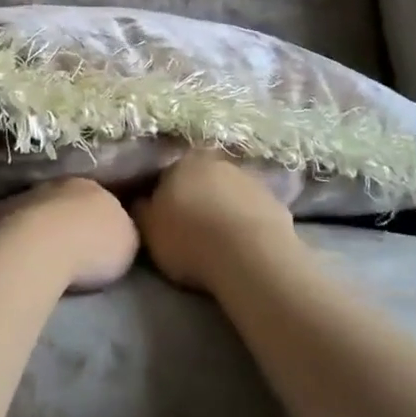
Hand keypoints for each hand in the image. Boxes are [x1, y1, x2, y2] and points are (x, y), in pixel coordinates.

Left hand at [0, 178, 139, 291]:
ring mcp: (26, 195)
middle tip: (71, 249)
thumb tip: (115, 232)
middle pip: (67, 200)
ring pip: (38, 209)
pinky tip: (19, 257)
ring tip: (43, 256)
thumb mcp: (128, 242)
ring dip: (41, 226)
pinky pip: (12, 223)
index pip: (101, 198)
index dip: (100, 220)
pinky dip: (16, 236)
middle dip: (69, 220)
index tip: (99, 242)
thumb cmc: (92, 247)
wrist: (40, 246)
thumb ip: (123, 231)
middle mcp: (59, 184)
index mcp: (93, 187)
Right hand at [134, 150, 299, 292]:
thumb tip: (139, 199)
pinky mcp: (276, 201)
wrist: (250, 256)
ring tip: (219, 238)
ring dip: (223, 207)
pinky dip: (247, 222)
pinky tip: (243, 244)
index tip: (163, 215)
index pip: (167, 172)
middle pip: (201, 177)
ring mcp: (250, 178)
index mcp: (182, 161)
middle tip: (191, 225)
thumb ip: (141, 210)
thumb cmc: (189, 238)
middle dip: (196, 195)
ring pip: (229, 191)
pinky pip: (253, 210)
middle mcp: (216, 161)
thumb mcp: (148, 229)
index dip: (164, 194)